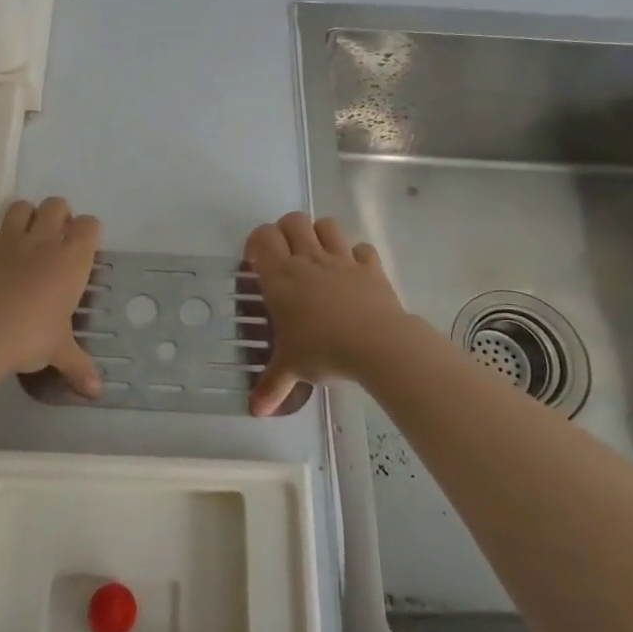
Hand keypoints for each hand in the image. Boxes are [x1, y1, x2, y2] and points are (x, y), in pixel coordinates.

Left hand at [0, 198, 101, 394]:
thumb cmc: (30, 338)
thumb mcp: (59, 352)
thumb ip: (80, 367)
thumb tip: (97, 392)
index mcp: (71, 260)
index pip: (90, 226)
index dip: (88, 232)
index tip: (83, 247)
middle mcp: (42, 241)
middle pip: (56, 205)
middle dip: (59, 215)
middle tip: (55, 240)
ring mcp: (7, 239)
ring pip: (20, 207)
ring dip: (24, 217)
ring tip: (23, 239)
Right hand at [245, 213, 409, 415]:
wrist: (377, 345)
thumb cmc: (322, 350)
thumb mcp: (291, 369)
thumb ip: (272, 386)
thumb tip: (255, 411)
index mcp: (281, 275)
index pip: (262, 236)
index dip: (256, 243)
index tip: (256, 264)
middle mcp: (309, 259)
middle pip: (293, 220)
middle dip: (285, 231)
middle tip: (284, 257)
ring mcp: (342, 260)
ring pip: (327, 225)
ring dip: (320, 234)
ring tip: (318, 257)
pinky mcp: (371, 268)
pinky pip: (362, 249)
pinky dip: (356, 255)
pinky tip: (353, 273)